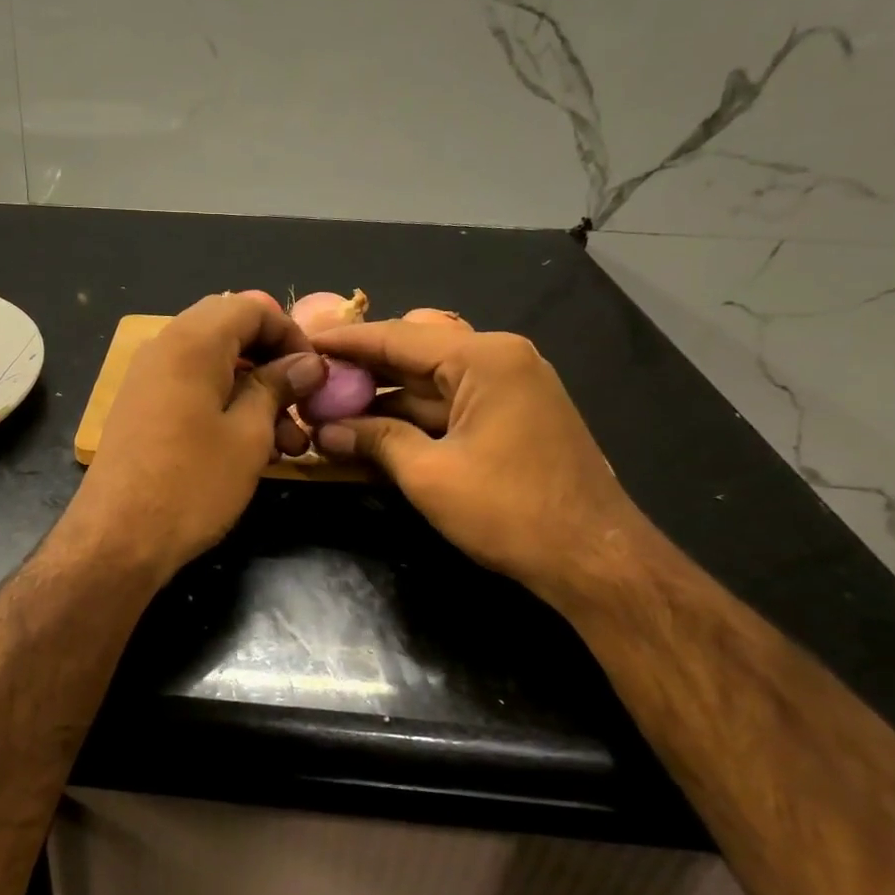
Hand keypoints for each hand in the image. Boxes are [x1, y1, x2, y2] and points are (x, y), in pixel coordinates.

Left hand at [69, 292, 324, 578]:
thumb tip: (307, 363)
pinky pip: (192, 388)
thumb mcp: (249, 435)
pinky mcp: (142, 409)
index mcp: (192, 342)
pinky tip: (253, 448)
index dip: (291, 332)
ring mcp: (148, 379)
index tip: (315, 373)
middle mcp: (165, 347)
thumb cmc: (192, 483)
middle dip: (273, 362)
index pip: (251, 306)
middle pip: (231, 331)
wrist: (118, 538)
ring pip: (214, 364)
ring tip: (289, 443)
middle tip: (301, 402)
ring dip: (255, 391)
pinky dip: (226, 405)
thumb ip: (277, 387)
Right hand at [309, 320, 644, 604]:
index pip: (397, 337)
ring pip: (430, 380)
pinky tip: (372, 428)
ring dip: (384, 396)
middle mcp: (499, 359)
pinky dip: (412, 414)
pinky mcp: (511, 415)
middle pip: (414, 352)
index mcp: (484, 358)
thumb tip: (323, 431)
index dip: (345, 341)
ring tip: (331, 408)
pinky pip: (450, 403)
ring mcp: (509, 387)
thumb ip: (375, 441)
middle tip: (313, 379)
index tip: (302, 342)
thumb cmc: (510, 511)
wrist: (593, 558)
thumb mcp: (429, 475)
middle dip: (362, 368)